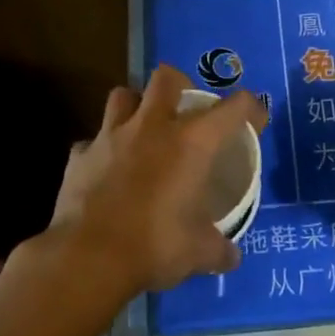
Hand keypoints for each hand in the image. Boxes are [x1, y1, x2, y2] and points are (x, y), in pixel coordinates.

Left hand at [35, 64, 267, 301]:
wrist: (88, 258)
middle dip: (180, 85)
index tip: (255, 121)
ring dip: (135, 106)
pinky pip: (91, 142)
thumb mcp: (199, 252)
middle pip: (167, 78)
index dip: (250, 108)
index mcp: (192, 142)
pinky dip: (100, 151)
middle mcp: (152, 126)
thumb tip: (231, 257)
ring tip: (142, 129)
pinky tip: (106, 170)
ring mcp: (110, 136)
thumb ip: (218, 249)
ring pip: (122, 96)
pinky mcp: (79, 156)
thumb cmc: (155, 246)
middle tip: (185, 109)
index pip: (233, 107)